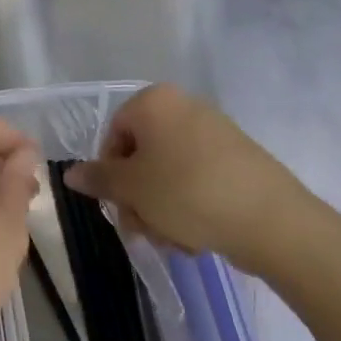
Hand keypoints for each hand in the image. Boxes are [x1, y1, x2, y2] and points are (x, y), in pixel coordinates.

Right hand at [63, 84, 328, 276]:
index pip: (112, 135)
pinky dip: (189, 207)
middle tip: (144, 229)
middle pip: (141, 157)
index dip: (110, 174)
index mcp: (155, 102)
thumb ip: (98, 178)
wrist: (270, 220)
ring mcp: (214, 132)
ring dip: (161, 210)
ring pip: (167, 174)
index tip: (119, 205)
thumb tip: (70, 173)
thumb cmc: (187, 193)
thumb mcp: (132, 188)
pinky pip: (196, 180)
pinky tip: (197, 235)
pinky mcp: (236, 159)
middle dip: (138, 198)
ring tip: (174, 238)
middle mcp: (184, 107)